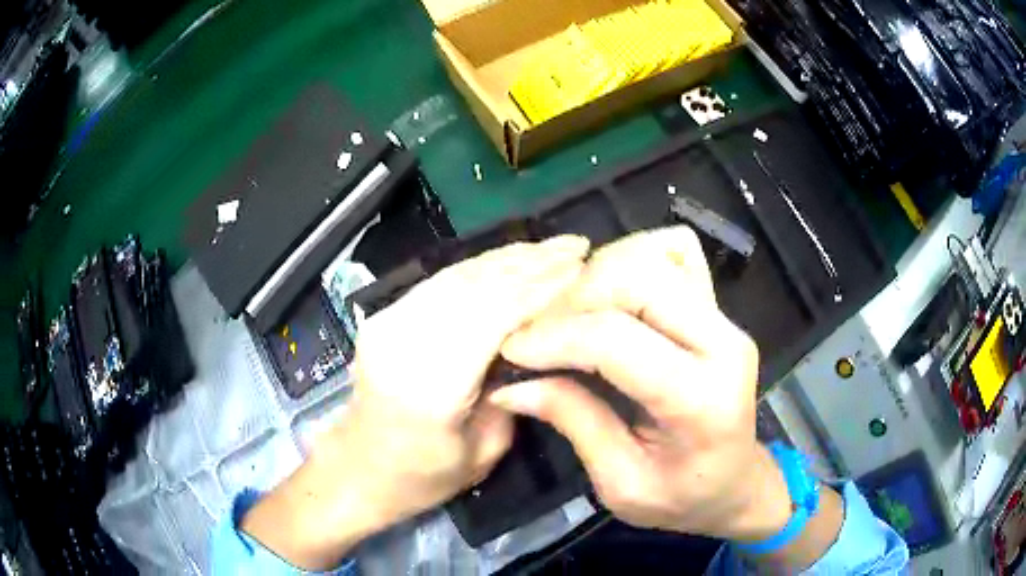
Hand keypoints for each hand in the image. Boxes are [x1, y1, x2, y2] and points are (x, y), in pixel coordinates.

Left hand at [242, 235, 589, 569]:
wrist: (358, 468)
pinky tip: (509, 260)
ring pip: (457, 275)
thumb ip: (514, 392)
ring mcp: (386, 322)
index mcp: (429, 386)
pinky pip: (441, 281)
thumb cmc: (424, 476)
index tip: (581, 265)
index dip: (540, 287)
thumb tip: (540, 339)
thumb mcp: (485, 452)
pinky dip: (480, 266)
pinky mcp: (384, 315)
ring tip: (551, 247)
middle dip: (531, 261)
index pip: (493, 316)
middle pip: (475, 286)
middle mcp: (403, 342)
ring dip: (508, 257)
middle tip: (575, 244)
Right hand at [490, 228, 792, 541]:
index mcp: (702, 399)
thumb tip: (510, 386)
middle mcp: (722, 342)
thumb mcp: (621, 483)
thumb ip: (573, 423)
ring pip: (648, 259)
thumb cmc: (683, 498)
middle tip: (538, 337)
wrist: (736, 482)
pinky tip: (604, 303)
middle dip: (573, 299)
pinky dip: (625, 268)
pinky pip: (667, 260)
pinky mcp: (715, 309)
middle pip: (637, 278)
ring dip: (595, 281)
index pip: (617, 340)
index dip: (554, 338)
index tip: (511, 351)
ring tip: (565, 323)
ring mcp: (723, 318)